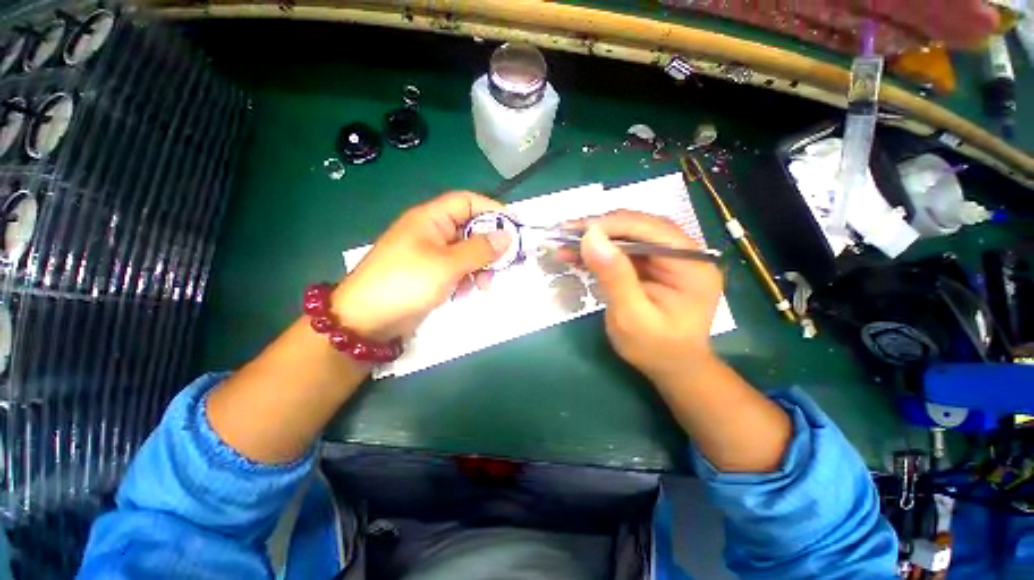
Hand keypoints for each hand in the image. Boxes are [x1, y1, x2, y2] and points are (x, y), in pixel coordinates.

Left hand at [332, 191, 510, 339]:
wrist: (367, 320)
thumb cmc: (406, 282)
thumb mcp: (447, 264)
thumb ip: (479, 250)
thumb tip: (507, 237)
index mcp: (431, 219)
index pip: (467, 202)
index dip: (492, 210)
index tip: (514, 228)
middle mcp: (432, 232)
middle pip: (470, 229)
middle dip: (488, 247)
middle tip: (502, 265)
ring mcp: (431, 254)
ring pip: (467, 252)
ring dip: (479, 267)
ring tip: (483, 286)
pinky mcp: (431, 274)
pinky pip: (458, 270)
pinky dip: (466, 279)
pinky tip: (464, 293)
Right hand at [573, 211, 722, 383]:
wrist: (670, 367)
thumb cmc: (654, 349)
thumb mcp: (631, 317)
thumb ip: (614, 277)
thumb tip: (591, 237)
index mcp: (691, 266)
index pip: (650, 230)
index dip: (612, 225)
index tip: (577, 230)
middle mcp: (685, 254)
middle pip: (640, 227)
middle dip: (601, 228)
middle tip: (566, 233)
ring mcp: (669, 258)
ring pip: (630, 235)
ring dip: (597, 237)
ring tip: (566, 242)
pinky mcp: (654, 265)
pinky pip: (625, 249)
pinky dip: (600, 250)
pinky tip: (578, 254)